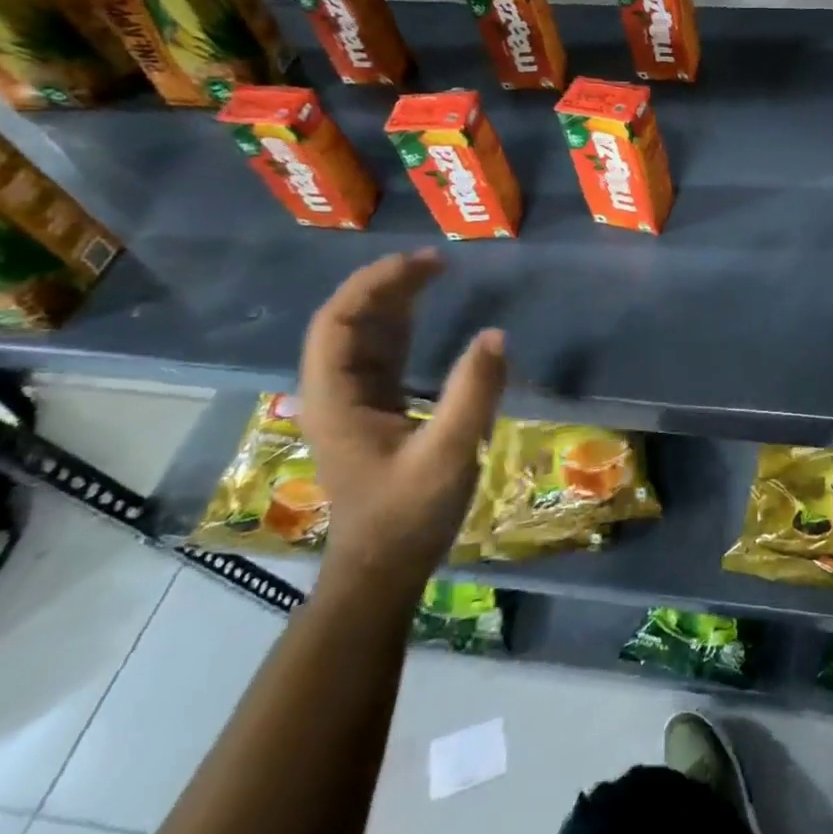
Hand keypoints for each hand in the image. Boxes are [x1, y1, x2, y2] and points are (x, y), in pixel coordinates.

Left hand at [298, 250, 505, 593]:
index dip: (373, 285)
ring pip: (366, 336)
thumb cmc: (408, 515)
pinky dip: (403, 327)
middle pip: (349, 322)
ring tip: (435, 274)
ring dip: (394, 302)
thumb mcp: (447, 454)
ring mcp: (355, 402)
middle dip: (387, 285)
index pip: (337, 323)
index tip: (420, 263)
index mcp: (337, 399)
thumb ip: (472, 394)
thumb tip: (496, 335)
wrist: (384, 571)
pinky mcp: (376, 412)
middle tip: (437, 262)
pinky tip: (427, 314)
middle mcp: (337, 393)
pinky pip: (384, 356)